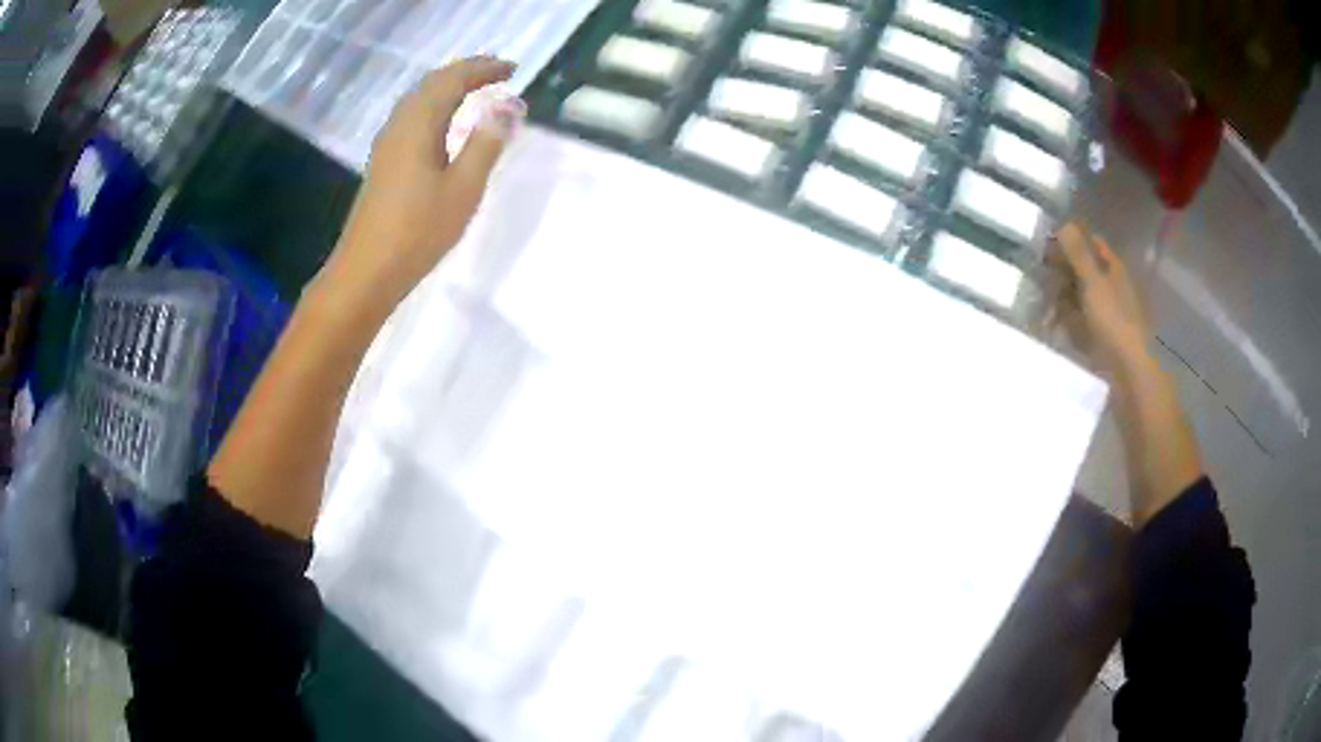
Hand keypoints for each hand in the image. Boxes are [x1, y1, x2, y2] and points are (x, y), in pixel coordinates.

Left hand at [323, 56, 524, 304]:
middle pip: (432, 83)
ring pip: (419, 99)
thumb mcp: (463, 188)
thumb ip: (486, 143)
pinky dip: (435, 107)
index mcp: (418, 124)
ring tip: (477, 91)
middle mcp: (399, 125)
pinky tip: (445, 123)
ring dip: (449, 88)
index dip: (483, 69)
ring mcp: (387, 144)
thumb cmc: (417, 231)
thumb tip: (509, 105)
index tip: (513, 70)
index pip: (452, 80)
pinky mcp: (383, 162)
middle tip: (498, 74)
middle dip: (466, 72)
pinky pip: (412, 117)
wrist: (366, 271)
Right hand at [1052, 222, 1151, 375]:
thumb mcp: (1092, 283)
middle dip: (1065, 272)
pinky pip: (1083, 322)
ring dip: (1064, 298)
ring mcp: (1110, 313)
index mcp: (1114, 269)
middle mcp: (1114, 287)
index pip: (1093, 244)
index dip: (1073, 240)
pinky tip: (1056, 327)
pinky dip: (1069, 321)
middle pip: (1087, 270)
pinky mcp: (1104, 337)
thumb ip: (1078, 254)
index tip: (1048, 245)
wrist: (1129, 372)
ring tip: (1044, 305)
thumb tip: (1063, 223)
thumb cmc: (1113, 321)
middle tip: (1041, 276)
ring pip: (1083, 297)